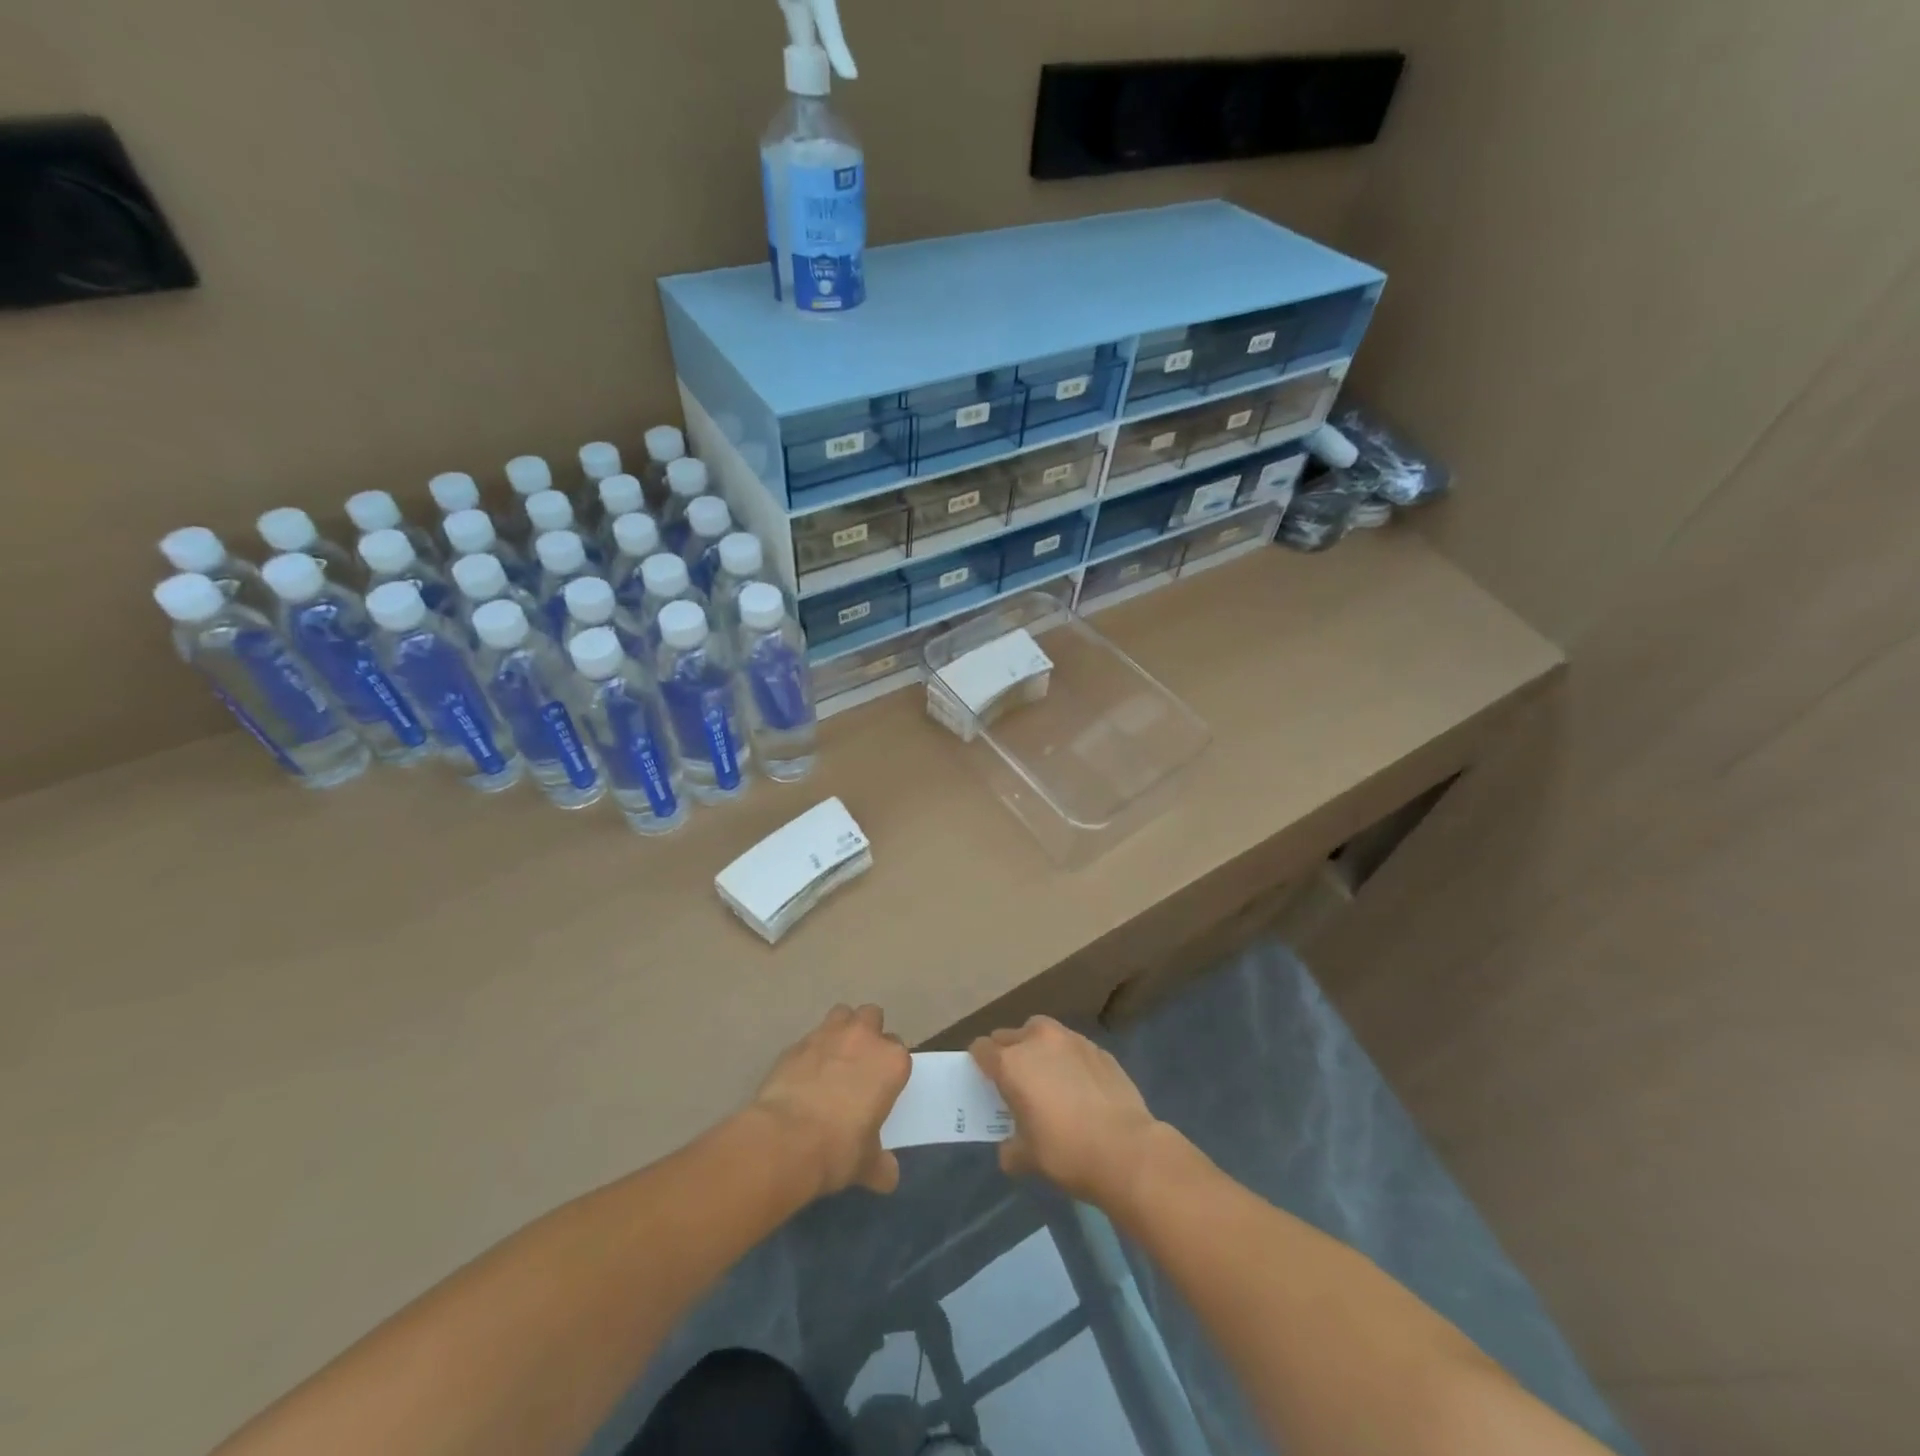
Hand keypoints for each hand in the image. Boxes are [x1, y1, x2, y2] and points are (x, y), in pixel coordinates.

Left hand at [750, 1004, 910, 1198]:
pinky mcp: (796, 1043)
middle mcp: (863, 1037)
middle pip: (872, 1016)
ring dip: (840, 1030)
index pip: (899, 1051)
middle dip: (868, 1033)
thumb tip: (888, 1177)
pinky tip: (803, 1077)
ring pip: (841, 1014)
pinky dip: (810, 1052)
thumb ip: (880, 1165)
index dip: (889, 1066)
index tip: (881, 1085)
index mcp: (891, 1061)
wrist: (786, 1140)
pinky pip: (809, 1039)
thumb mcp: (866, 1164)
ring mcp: (827, 1035)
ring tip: (832, 1059)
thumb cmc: (839, 1149)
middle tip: (859, 1063)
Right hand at [969, 1016, 1164, 1208]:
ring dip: (1037, 1048)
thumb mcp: (1027, 1159)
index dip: (979, 1063)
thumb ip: (1010, 1147)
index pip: (981, 1048)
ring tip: (1047, 1076)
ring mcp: (1071, 1040)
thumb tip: (1010, 1146)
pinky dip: (1067, 1058)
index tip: (985, 1080)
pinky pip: (1072, 1046)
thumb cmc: (1067, 1153)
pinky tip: (1079, 1085)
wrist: (1127, 1150)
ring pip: (1042, 1032)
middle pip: (1009, 1035)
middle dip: (1006, 1053)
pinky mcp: (1098, 1049)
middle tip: (1014, 1081)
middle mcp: (1037, 1041)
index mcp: (1011, 1063)